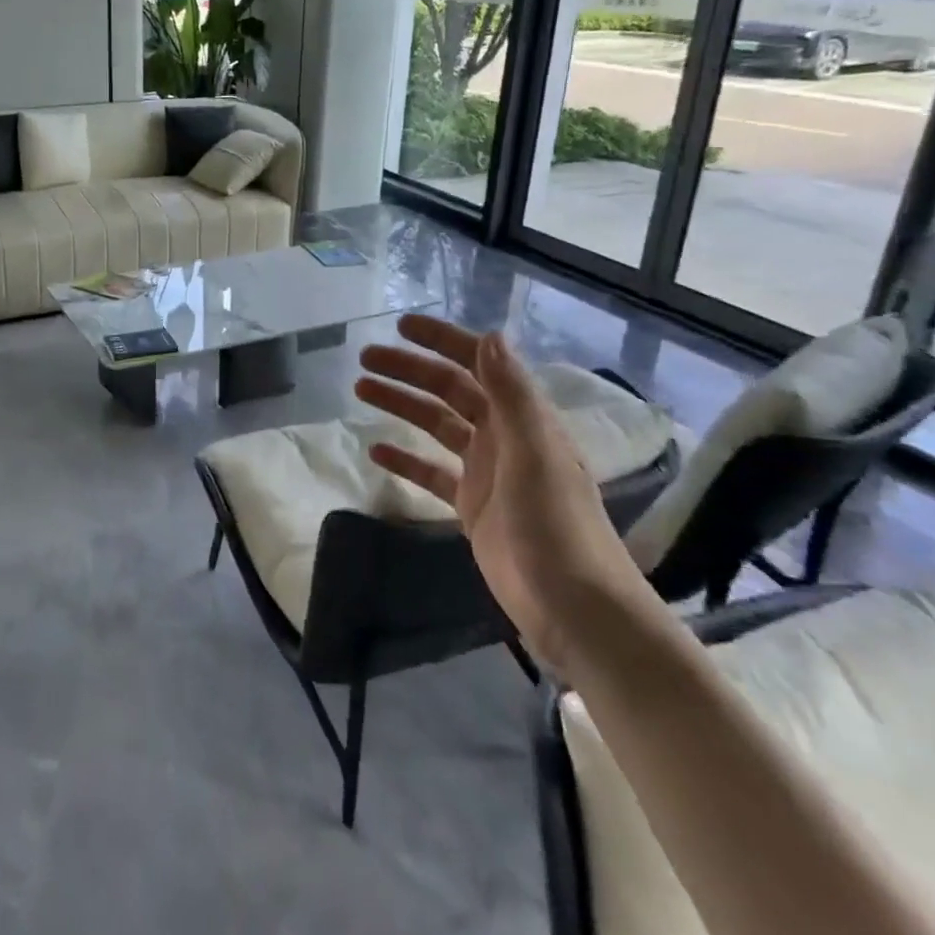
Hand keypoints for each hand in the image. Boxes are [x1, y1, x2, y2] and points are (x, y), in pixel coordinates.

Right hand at [354, 315, 652, 673]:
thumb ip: (510, 394)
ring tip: (361, 389)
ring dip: (401, 405)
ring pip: (435, 425)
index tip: (400, 326)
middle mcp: (503, 436)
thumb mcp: (535, 451)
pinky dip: (405, 459)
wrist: (574, 607)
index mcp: (522, 418)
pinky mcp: (471, 507)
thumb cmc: (556, 523)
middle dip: (408, 370)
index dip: (442, 341)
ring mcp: (486, 472)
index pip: (478, 364)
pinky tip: (376, 451)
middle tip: (364, 359)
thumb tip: (488, 335)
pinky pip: (431, 472)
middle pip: (448, 390)